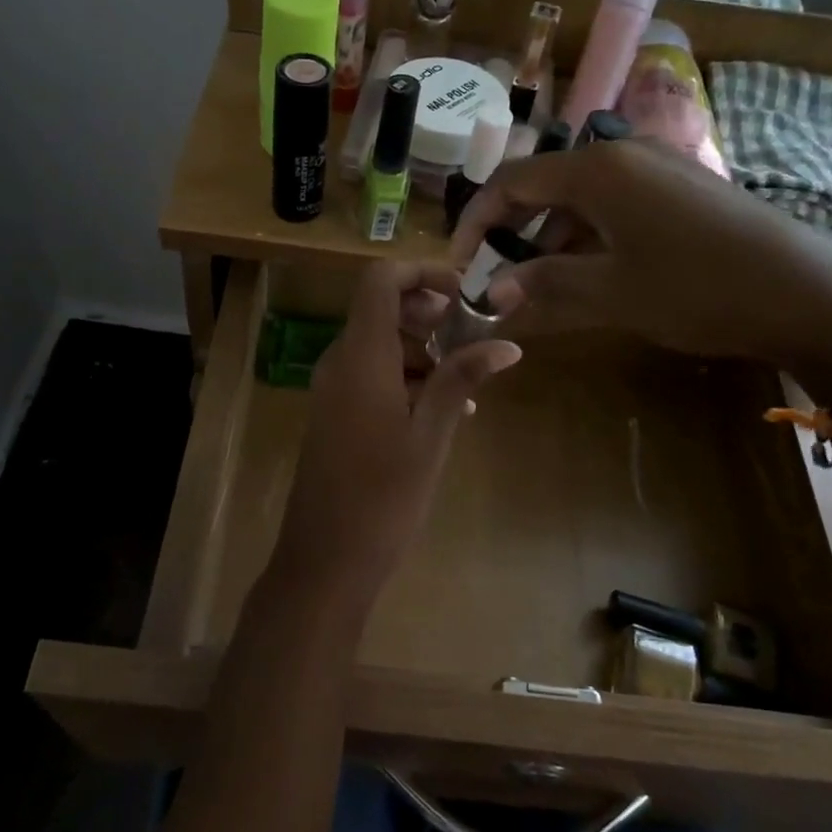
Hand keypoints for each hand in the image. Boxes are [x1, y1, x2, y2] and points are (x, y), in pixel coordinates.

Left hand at [271, 261, 520, 612]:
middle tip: (472, 335)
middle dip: (428, 313)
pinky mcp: (335, 415)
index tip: (463, 293)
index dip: (421, 272)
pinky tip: (443, 411)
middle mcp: (340, 362)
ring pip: (379, 345)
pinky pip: (371, 376)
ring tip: (468, 381)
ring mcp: (333, 390)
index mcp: (361, 356)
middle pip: (380, 309)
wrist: (325, 559)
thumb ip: (461, 380)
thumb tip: (506, 343)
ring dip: (422, 350)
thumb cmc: (383, 497)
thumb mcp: (431, 435)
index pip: (379, 280)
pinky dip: (406, 378)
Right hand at [450, 142, 831, 400]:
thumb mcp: (610, 291)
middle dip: (513, 234)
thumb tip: (491, 294)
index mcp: (597, 169)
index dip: (476, 222)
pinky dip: (590, 238)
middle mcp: (622, 154)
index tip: (460, 264)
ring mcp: (656, 169)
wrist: (807, 292)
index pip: (510, 182)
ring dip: (552, 241)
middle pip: (544, 186)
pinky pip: (615, 206)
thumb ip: (544, 285)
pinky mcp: (682, 188)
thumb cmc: (696, 286)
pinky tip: (593, 275)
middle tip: (499, 280)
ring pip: (580, 199)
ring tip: (543, 288)